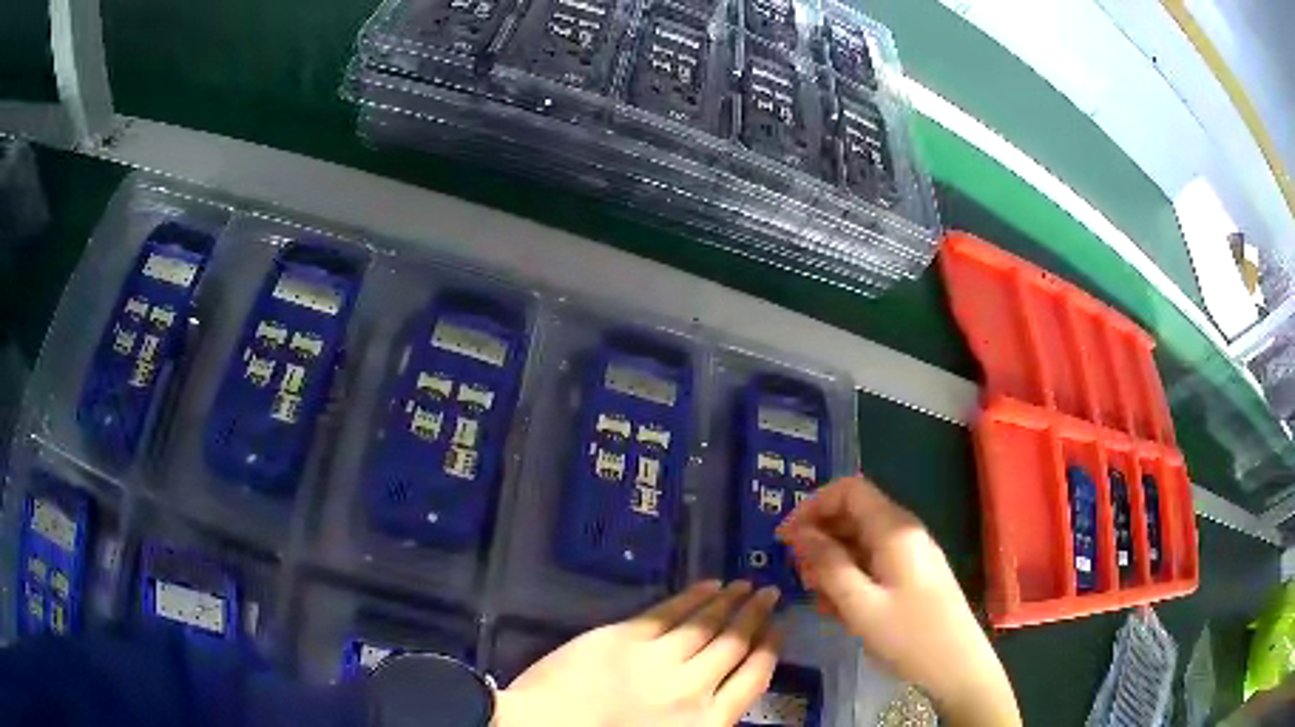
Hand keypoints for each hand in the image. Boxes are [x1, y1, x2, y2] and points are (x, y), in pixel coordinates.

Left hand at [494, 581, 781, 726]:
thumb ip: (702, 717)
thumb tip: (723, 689)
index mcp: (705, 722)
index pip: (752, 678)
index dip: (770, 649)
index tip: (778, 628)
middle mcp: (692, 687)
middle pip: (734, 645)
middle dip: (756, 617)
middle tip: (770, 593)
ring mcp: (658, 659)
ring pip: (706, 624)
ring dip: (730, 602)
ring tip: (746, 585)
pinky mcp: (626, 637)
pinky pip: (670, 613)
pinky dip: (693, 597)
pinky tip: (709, 585)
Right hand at [776, 476, 1019, 726]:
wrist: (957, 665)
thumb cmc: (909, 636)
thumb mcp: (860, 605)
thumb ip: (828, 565)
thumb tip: (799, 533)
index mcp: (894, 530)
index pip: (848, 490)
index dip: (812, 506)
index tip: (786, 539)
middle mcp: (904, 532)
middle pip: (853, 515)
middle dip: (820, 539)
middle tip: (801, 578)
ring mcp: (910, 553)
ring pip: (860, 541)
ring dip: (833, 563)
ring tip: (820, 600)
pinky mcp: (912, 574)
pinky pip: (874, 563)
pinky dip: (851, 577)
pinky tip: (842, 609)